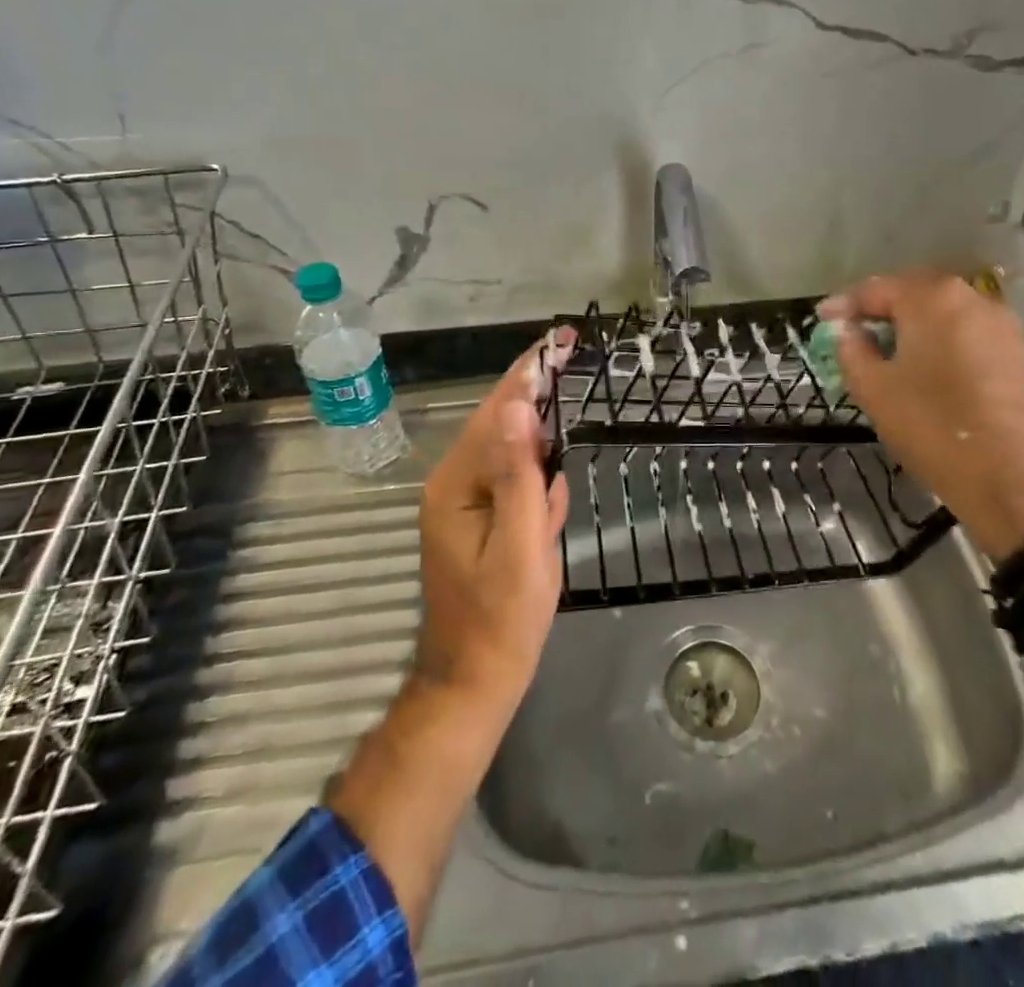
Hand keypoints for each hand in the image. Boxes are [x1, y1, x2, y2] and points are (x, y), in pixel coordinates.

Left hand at [412, 328, 575, 724]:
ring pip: (510, 451)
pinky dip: (537, 473)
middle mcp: (455, 484)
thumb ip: (518, 474)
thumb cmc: (501, 619)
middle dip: (535, 388)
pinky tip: (552, 475)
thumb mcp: (518, 545)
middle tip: (568, 353)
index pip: (496, 412)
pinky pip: (514, 482)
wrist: (475, 683)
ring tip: (564, 392)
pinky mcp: (483, 521)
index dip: (529, 373)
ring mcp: (467, 503)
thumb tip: (517, 406)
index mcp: (457, 484)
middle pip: (499, 422)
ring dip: (538, 428)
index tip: (559, 339)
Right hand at [821, 271, 1023, 560]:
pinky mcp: (1015, 351)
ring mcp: (1000, 324)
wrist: (1014, 479)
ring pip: (942, 312)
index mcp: (932, 298)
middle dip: (880, 308)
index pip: (876, 289)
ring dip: (910, 324)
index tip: (822, 319)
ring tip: (884, 347)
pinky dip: (938, 339)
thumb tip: (845, 329)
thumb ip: (851, 349)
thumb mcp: (874, 389)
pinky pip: (964, 332)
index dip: (845, 304)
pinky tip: (922, 363)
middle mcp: (970, 297)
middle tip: (851, 329)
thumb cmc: (933, 427)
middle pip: (913, 293)